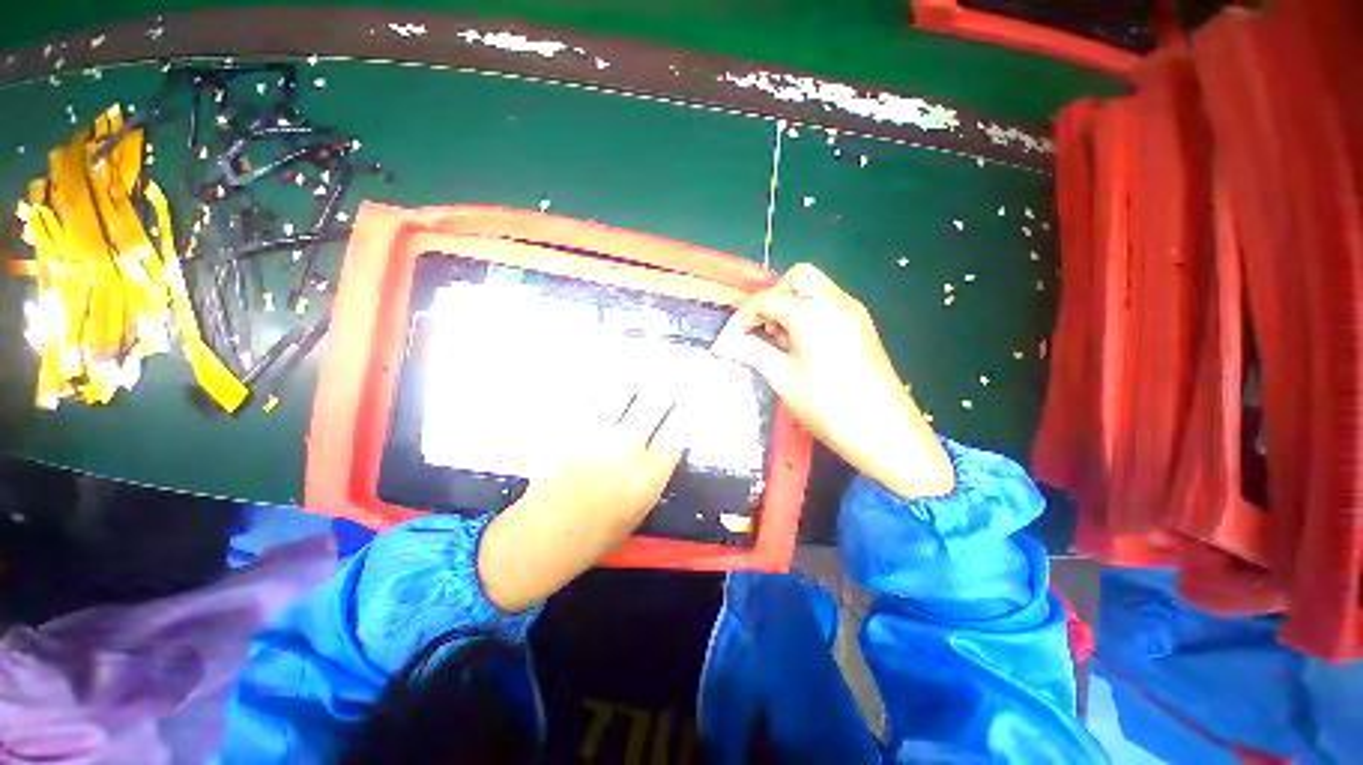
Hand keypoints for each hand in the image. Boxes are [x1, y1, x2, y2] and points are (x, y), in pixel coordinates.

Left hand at [478, 386, 685, 612]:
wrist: (544, 537)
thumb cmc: (596, 533)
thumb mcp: (639, 511)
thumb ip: (654, 474)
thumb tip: (665, 441)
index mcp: (647, 478)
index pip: (675, 433)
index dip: (683, 414)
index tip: (686, 403)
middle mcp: (625, 451)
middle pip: (652, 406)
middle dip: (665, 388)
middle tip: (670, 375)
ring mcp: (595, 436)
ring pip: (622, 394)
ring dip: (635, 380)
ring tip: (644, 367)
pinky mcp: (570, 430)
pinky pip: (591, 399)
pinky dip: (604, 386)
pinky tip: (610, 378)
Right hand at [713, 263, 953, 499]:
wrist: (885, 433)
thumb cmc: (829, 408)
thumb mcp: (783, 379)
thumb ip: (753, 352)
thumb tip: (728, 342)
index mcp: (813, 314)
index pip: (767, 299)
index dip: (743, 316)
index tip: (731, 338)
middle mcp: (836, 302)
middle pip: (797, 277)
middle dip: (773, 297)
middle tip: (763, 329)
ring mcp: (853, 312)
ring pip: (814, 288)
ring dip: (790, 305)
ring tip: (781, 341)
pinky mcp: (861, 325)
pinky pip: (828, 303)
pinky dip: (808, 313)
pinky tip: (802, 345)